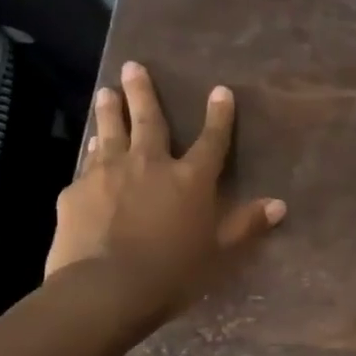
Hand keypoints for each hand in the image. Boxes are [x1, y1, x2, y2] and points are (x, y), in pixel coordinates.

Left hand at [46, 61, 285, 313]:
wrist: (105, 289)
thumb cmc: (171, 273)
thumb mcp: (217, 254)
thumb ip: (245, 226)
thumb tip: (279, 205)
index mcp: (190, 180)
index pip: (211, 141)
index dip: (218, 116)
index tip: (220, 90)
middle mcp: (150, 165)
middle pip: (149, 121)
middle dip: (143, 92)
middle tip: (133, 66)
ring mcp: (108, 174)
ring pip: (110, 132)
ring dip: (110, 110)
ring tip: (106, 91)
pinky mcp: (76, 191)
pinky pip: (87, 163)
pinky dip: (91, 151)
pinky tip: (89, 146)